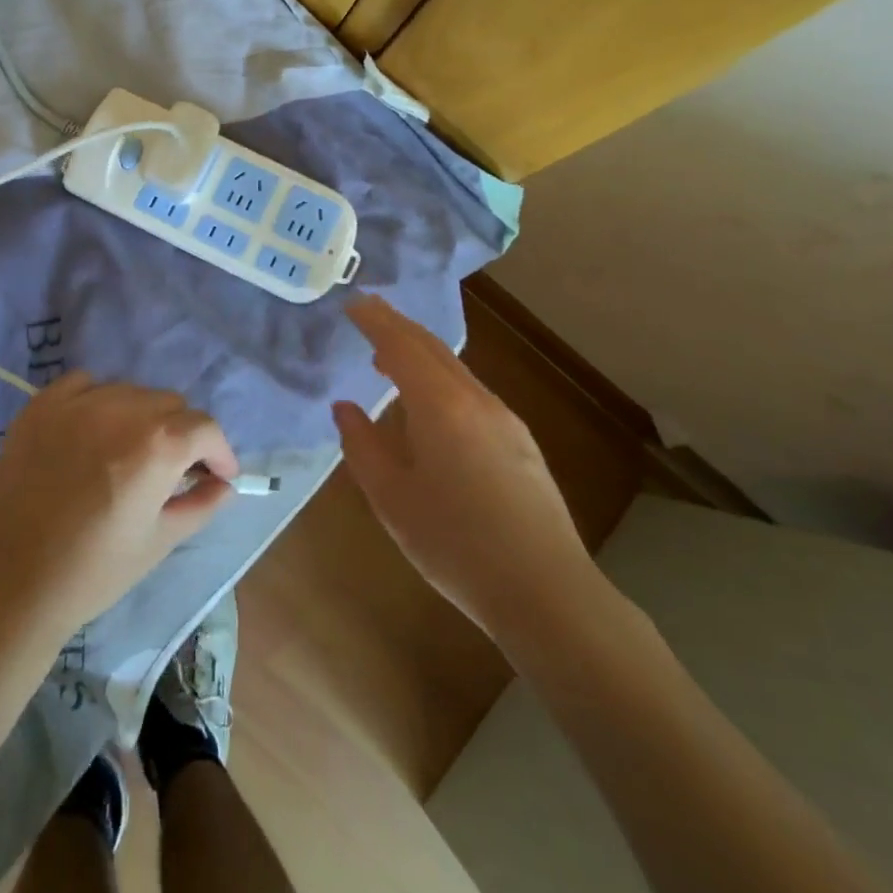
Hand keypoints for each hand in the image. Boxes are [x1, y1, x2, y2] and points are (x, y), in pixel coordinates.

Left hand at [0, 372, 240, 637]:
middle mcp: (123, 409)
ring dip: (140, 415)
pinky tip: (92, 429)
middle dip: (181, 434)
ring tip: (128, 450)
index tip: (215, 475)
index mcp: (159, 444)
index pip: (205, 428)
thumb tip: (224, 484)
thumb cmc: (94, 570)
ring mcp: (78, 402)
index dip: (217, 452)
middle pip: (170, 404)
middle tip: (171, 469)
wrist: (11, 580)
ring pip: (130, 391)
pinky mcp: (42, 405)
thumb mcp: (160, 541)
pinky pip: (84, 384)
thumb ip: (201, 505)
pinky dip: (98, 399)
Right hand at [333, 294, 600, 647]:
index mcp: (441, 406)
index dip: (375, 320)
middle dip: (398, 325)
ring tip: (389, 358)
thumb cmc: (456, 544)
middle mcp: (476, 400)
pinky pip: (471, 391)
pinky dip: (441, 379)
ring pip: (455, 369)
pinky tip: (430, 405)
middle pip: (432, 348)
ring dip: (420, 353)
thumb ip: (362, 446)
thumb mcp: (392, 498)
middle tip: (369, 311)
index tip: (353, 302)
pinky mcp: (520, 441)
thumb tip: (345, 408)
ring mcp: (505, 419)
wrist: (546, 591)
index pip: (402, 345)